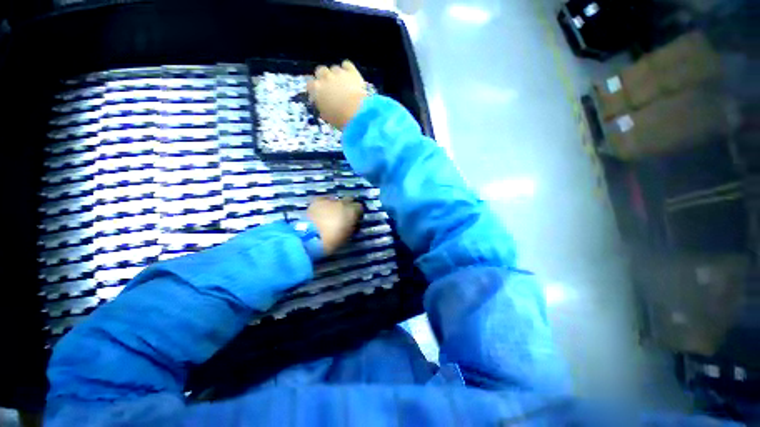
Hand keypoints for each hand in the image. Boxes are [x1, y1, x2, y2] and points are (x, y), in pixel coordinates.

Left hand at [306, 197, 363, 254]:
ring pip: (336, 199)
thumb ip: (352, 227)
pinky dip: (325, 204)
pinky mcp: (317, 200)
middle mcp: (343, 202)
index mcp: (352, 212)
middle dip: (347, 207)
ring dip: (336, 206)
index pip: (360, 208)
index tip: (354, 220)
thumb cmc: (332, 241)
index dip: (357, 214)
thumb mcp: (348, 236)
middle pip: (349, 200)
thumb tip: (352, 224)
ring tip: (330, 215)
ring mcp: (329, 200)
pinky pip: (324, 200)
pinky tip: (322, 211)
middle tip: (343, 217)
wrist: (311, 238)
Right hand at [307, 60, 367, 130]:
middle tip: (330, 87)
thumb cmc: (340, 119)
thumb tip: (322, 103)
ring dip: (336, 75)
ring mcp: (338, 73)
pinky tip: (350, 76)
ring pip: (334, 68)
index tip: (319, 95)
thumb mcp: (327, 117)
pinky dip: (347, 69)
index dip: (315, 89)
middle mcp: (325, 77)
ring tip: (343, 84)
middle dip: (323, 77)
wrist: (358, 113)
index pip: (310, 84)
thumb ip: (322, 107)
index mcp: (316, 90)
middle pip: (320, 70)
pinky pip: (347, 64)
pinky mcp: (352, 72)